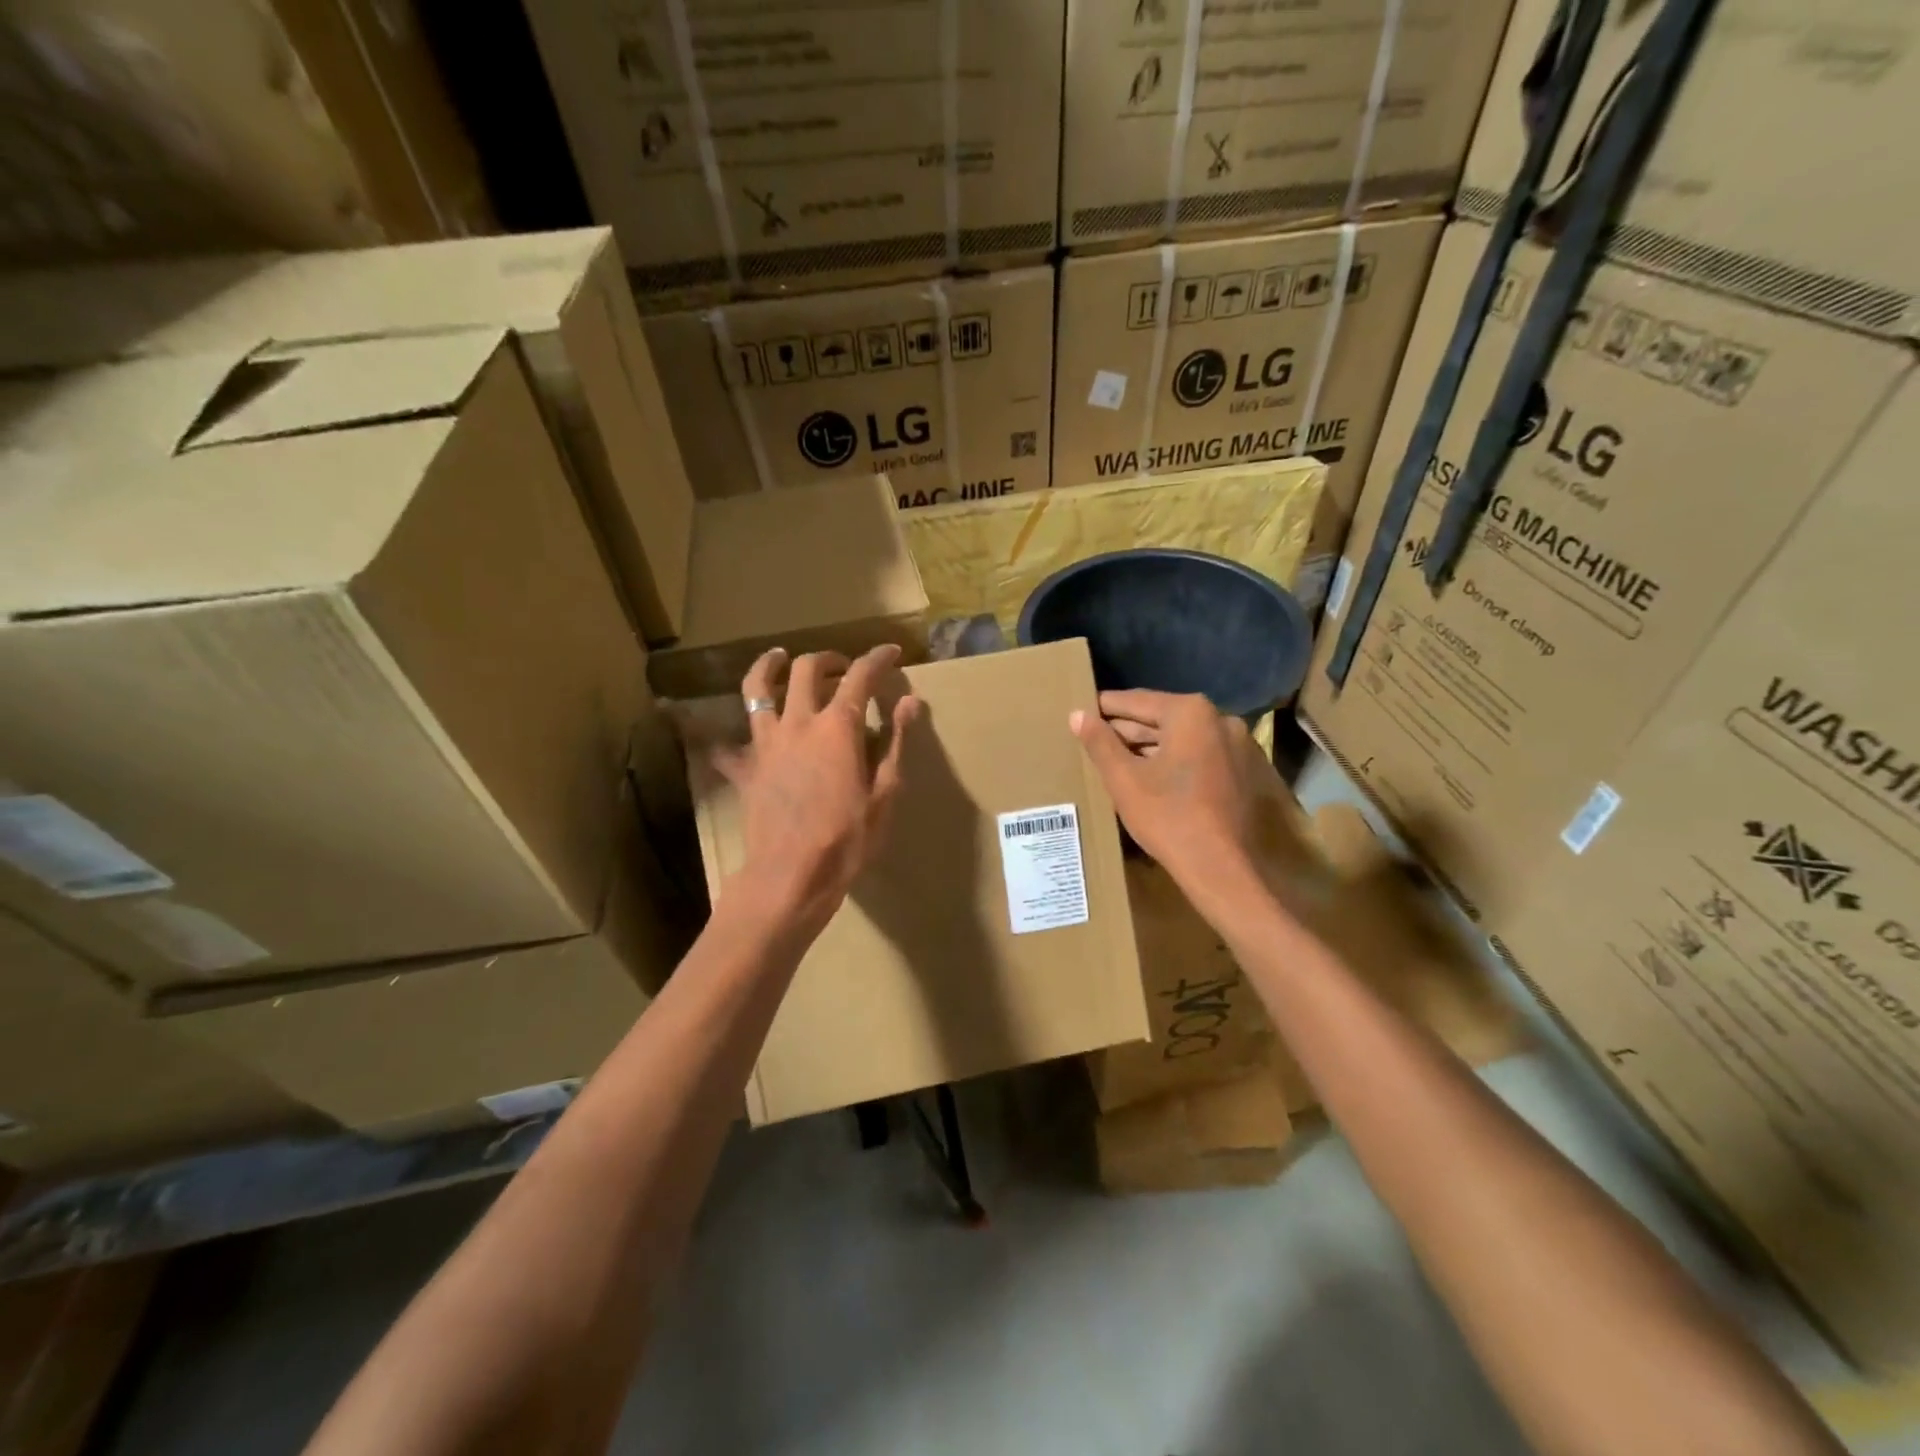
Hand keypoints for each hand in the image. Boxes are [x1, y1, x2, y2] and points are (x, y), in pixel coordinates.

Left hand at [715, 645, 918, 937]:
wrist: (791, 876)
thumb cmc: (848, 839)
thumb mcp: (885, 793)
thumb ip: (895, 742)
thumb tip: (910, 701)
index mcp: (838, 727)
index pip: (861, 676)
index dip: (878, 658)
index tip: (891, 652)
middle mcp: (798, 723)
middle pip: (807, 669)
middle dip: (828, 658)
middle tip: (842, 666)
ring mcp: (765, 743)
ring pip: (757, 690)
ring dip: (769, 667)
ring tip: (777, 658)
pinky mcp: (744, 769)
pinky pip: (728, 746)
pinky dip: (731, 738)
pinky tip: (733, 740)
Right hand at [1070, 690, 1260, 884]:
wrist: (1225, 870)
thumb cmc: (1169, 818)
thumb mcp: (1124, 780)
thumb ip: (1100, 743)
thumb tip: (1077, 714)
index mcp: (1191, 712)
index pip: (1136, 702)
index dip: (1104, 708)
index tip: (1082, 713)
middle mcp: (1221, 719)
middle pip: (1162, 719)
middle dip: (1128, 730)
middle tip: (1096, 741)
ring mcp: (1240, 746)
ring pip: (1183, 739)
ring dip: (1152, 748)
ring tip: (1120, 761)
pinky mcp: (1248, 772)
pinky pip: (1202, 757)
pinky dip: (1177, 762)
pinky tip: (1155, 780)